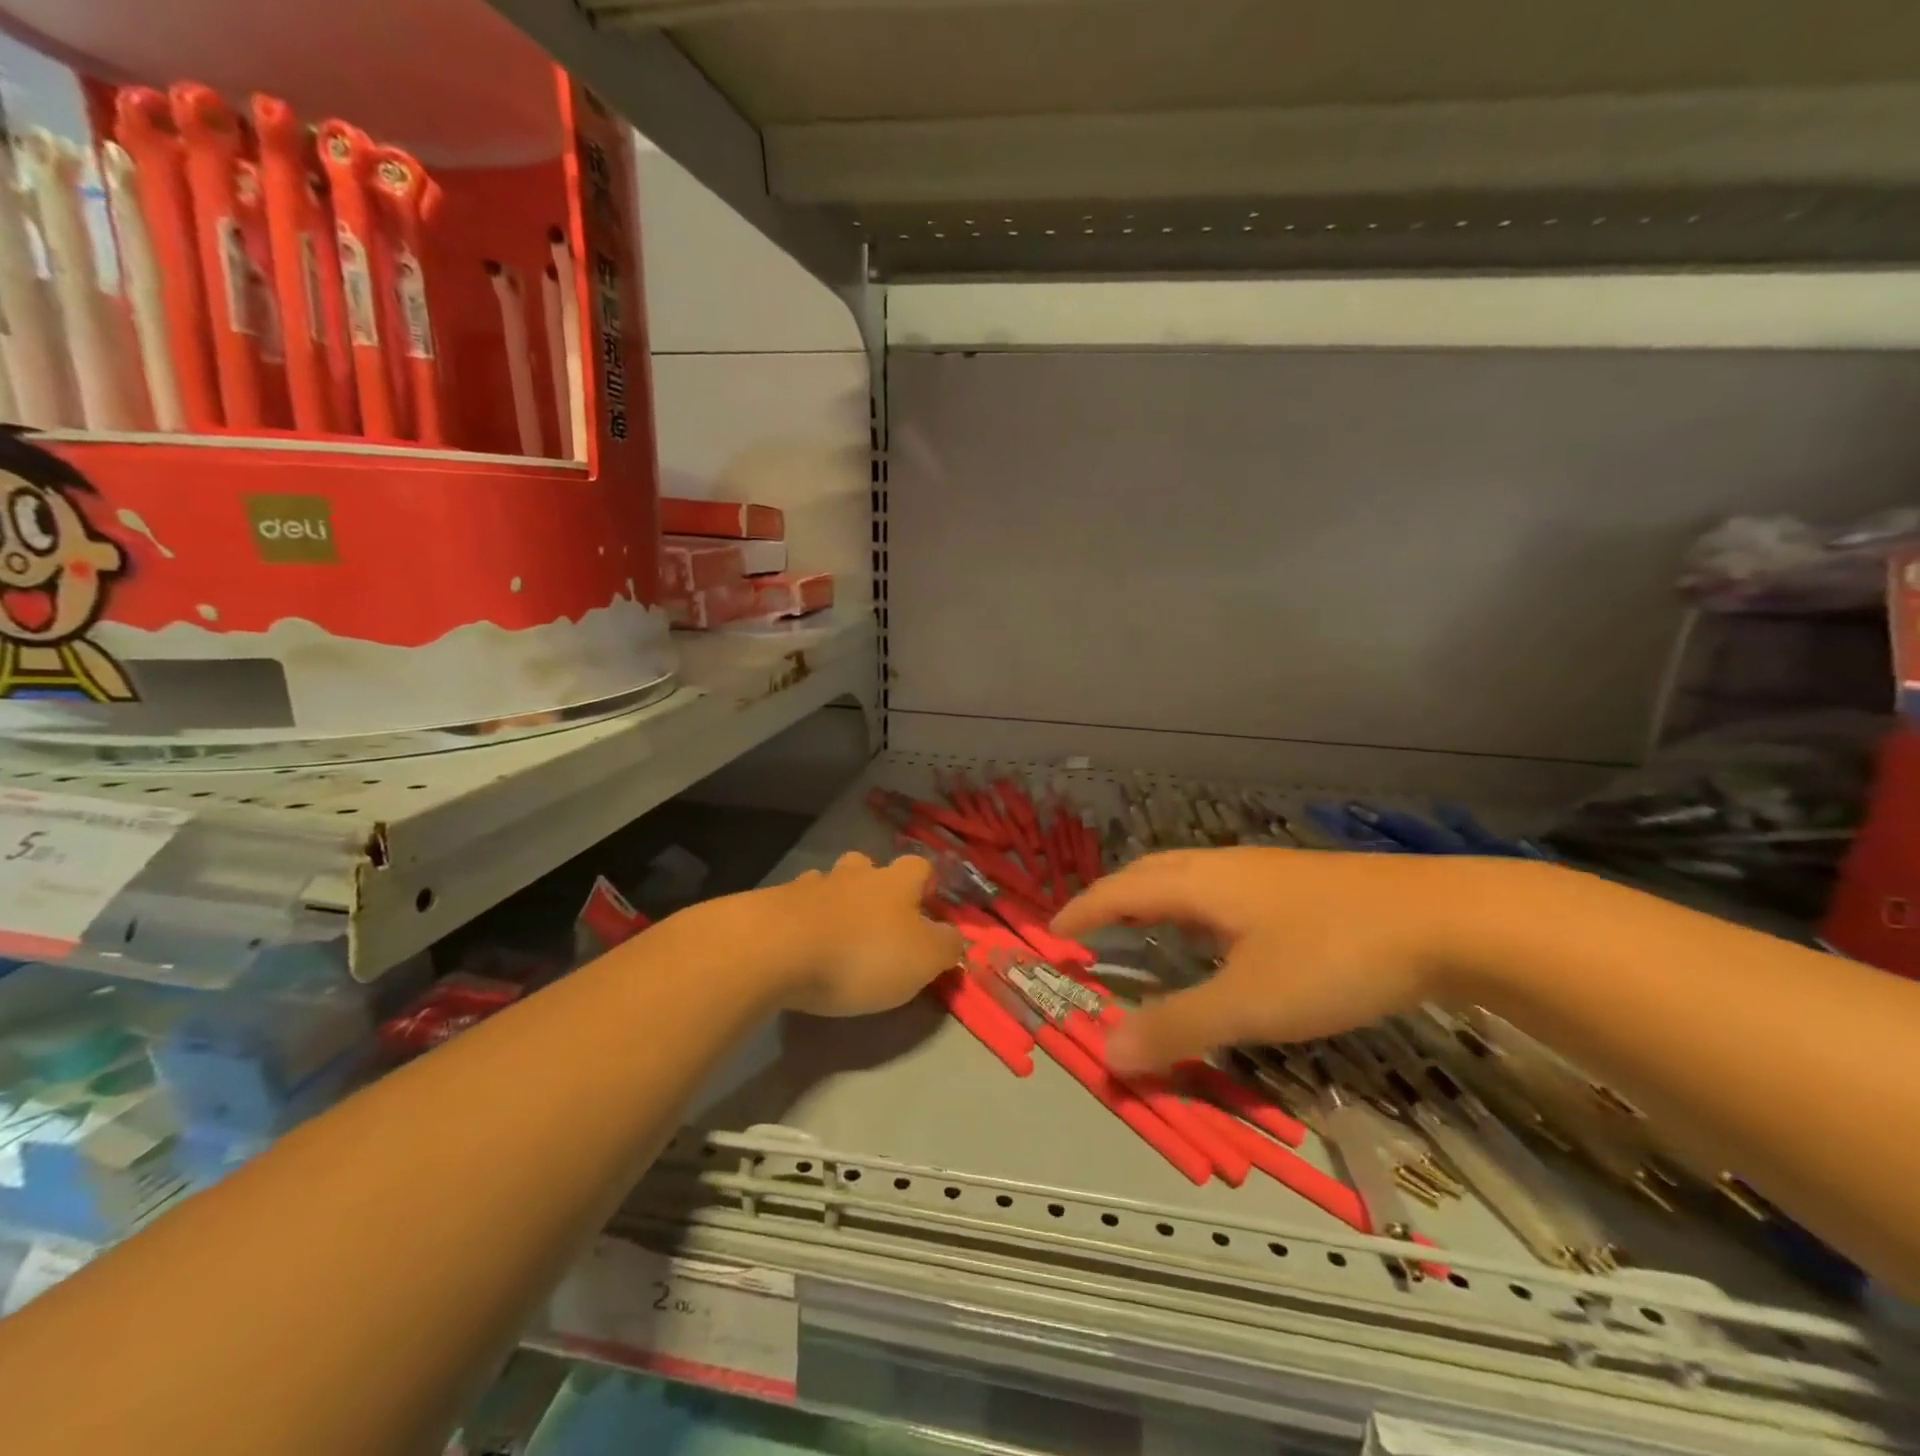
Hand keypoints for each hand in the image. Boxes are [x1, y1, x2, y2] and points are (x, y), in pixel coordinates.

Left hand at [778, 851, 964, 1016]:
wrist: (775, 949)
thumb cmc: (861, 954)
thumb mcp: (922, 960)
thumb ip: (945, 947)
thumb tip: (954, 937)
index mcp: (895, 882)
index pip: (919, 866)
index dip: (926, 883)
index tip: (927, 905)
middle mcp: (854, 875)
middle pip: (867, 865)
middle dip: (873, 885)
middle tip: (876, 918)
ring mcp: (810, 886)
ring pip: (828, 882)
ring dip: (834, 900)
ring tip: (834, 932)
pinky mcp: (772, 905)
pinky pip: (794, 905)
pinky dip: (800, 919)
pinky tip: (798, 943)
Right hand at [1051, 846, 1505, 1071]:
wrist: (1448, 919)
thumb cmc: (1334, 955)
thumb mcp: (1250, 1002)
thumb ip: (1178, 1027)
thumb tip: (1107, 1052)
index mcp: (1202, 884)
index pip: (1122, 890)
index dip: (1085, 911)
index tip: (1054, 931)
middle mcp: (1226, 867)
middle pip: (1152, 871)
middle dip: (1114, 896)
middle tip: (1091, 926)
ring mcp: (1267, 871)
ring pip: (1191, 877)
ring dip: (1156, 898)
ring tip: (1146, 926)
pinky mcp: (1302, 885)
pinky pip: (1223, 890)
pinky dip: (1195, 907)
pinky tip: (1222, 935)